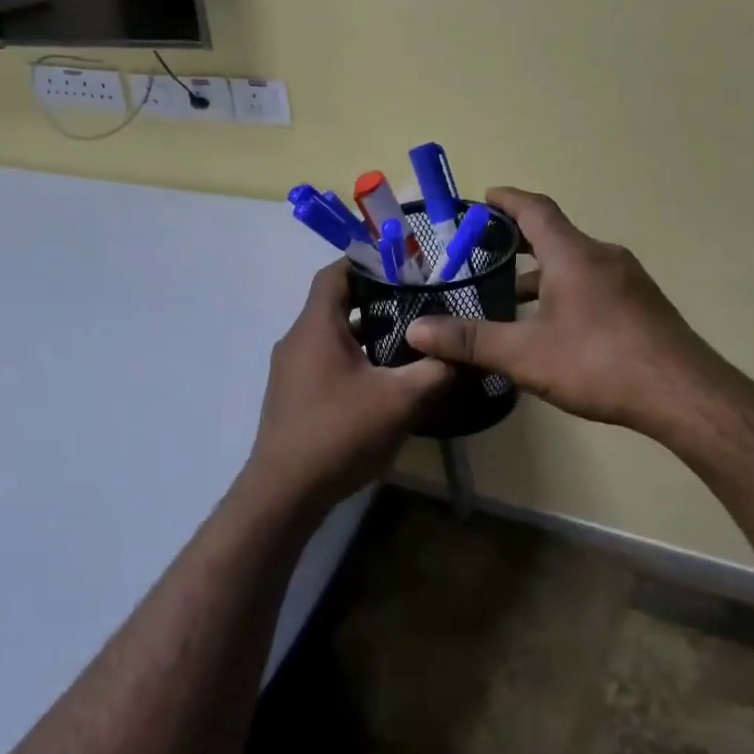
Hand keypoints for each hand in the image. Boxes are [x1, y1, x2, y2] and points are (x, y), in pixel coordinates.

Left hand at [242, 262, 451, 519]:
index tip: (405, 265)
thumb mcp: (400, 400)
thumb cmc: (340, 433)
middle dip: (376, 299)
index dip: (368, 262)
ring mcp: (291, 369)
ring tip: (409, 338)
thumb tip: (468, 355)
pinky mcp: (293, 395)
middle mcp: (297, 340)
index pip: (336, 273)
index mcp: (316, 327)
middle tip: (418, 301)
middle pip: (335, 303)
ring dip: (366, 333)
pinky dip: (353, 357)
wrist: (285, 491)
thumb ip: (437, 372)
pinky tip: (383, 379)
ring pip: (331, 335)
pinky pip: (325, 360)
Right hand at [405, 187, 740, 443]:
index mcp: (573, 255)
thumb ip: (470, 340)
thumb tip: (416, 331)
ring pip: (576, 263)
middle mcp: (603, 257)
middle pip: (555, 235)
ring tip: (511, 297)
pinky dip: (566, 290)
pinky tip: (554, 326)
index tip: (484, 198)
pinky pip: (594, 283)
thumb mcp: (525, 354)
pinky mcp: (643, 306)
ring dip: (542, 272)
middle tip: (484, 251)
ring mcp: (629, 281)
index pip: (535, 210)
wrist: (683, 394)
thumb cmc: (598, 363)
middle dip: (518, 240)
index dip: (507, 200)